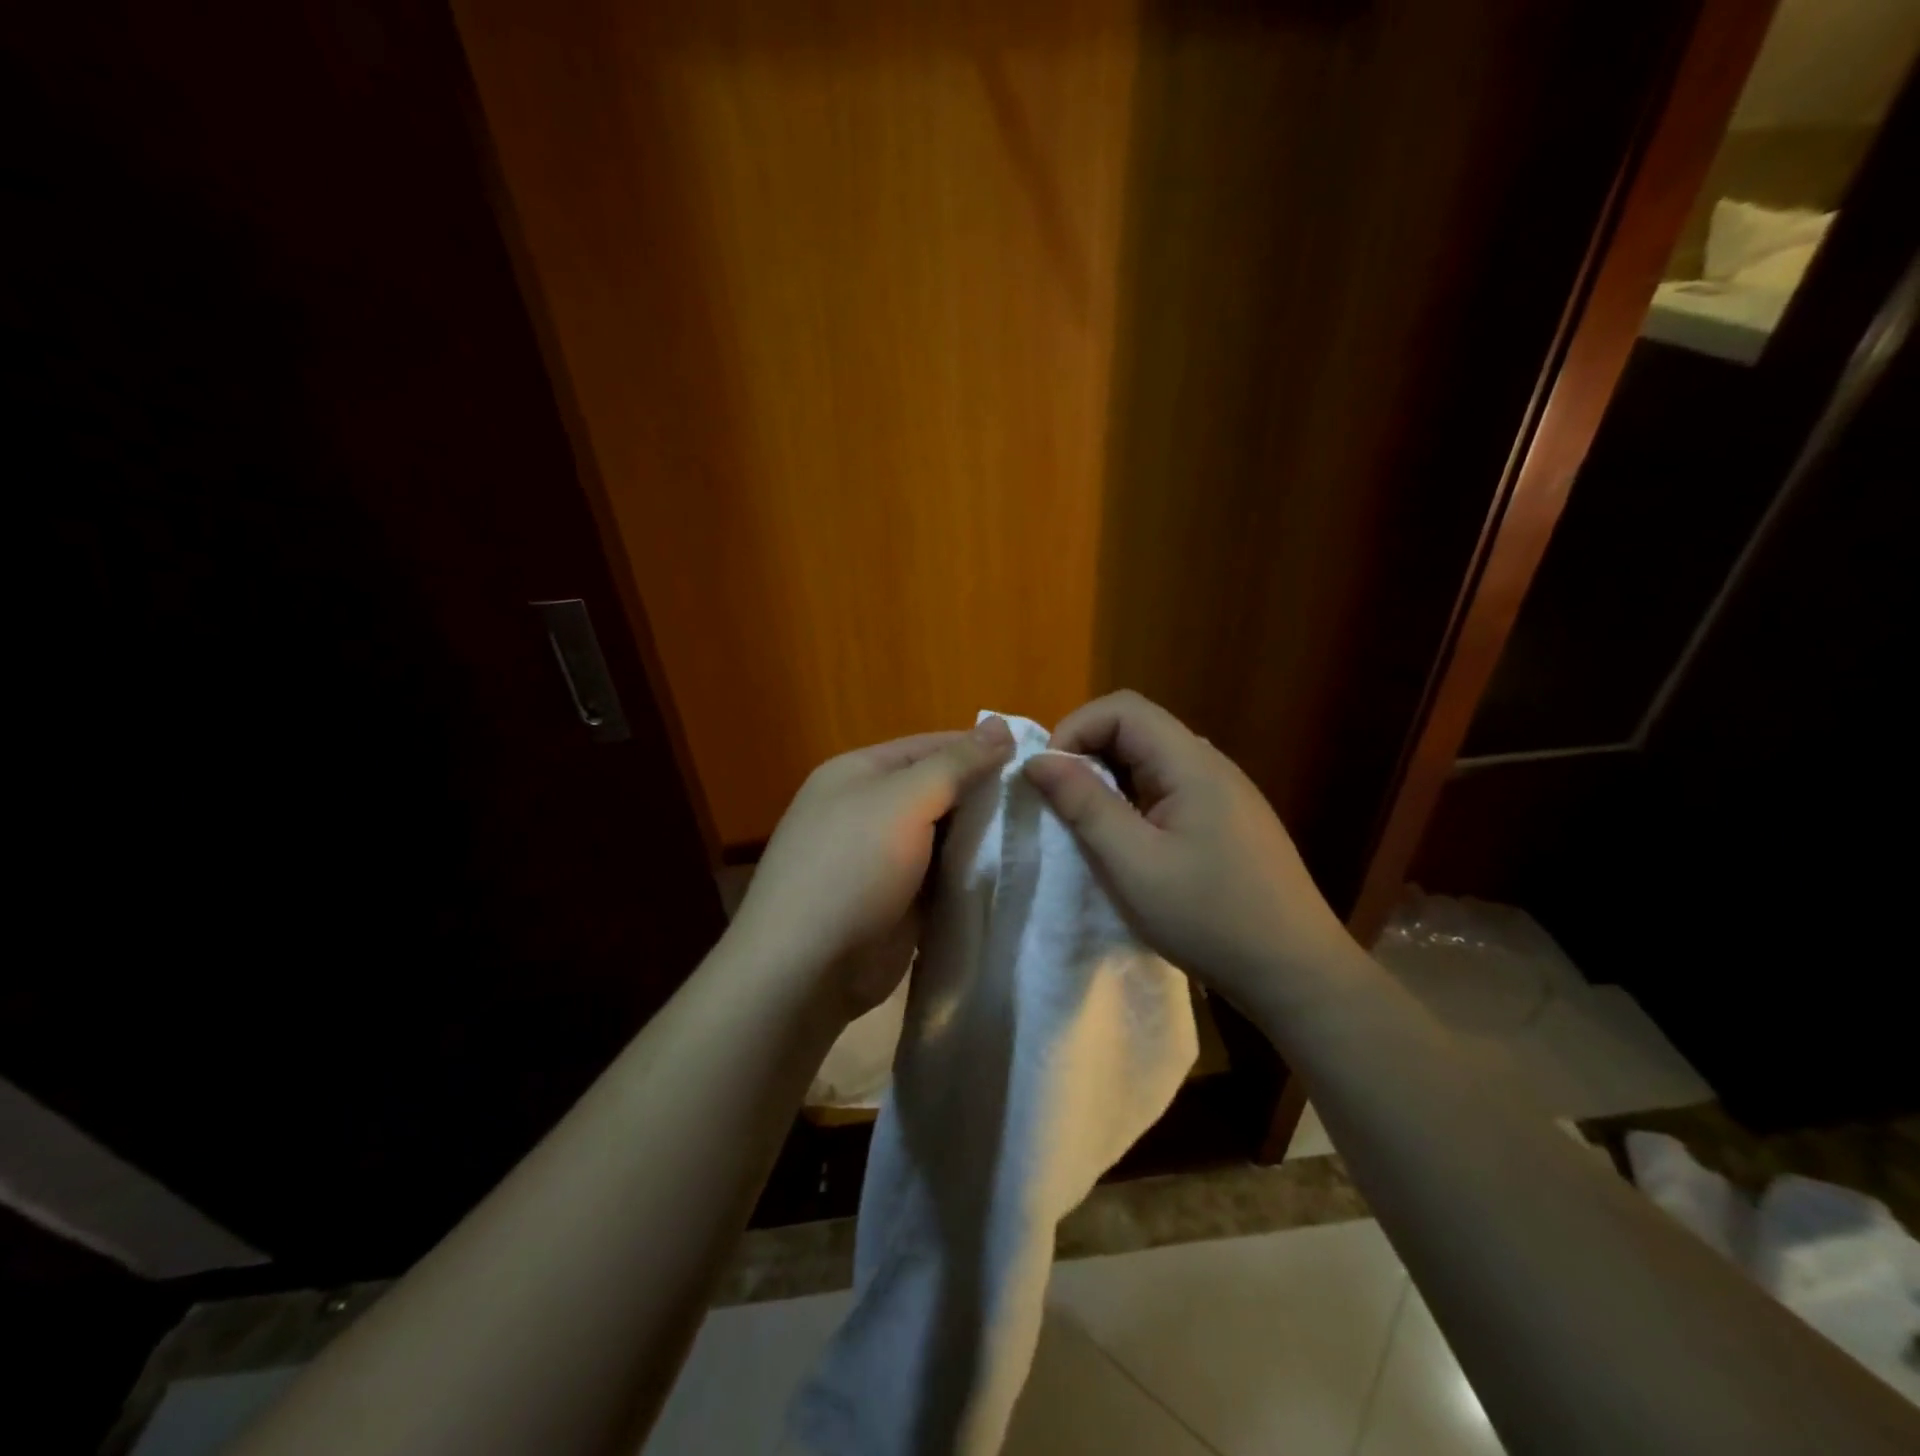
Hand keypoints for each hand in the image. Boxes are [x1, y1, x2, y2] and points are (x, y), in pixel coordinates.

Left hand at [729, 717, 1015, 1019]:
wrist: (807, 969)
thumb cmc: (851, 868)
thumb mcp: (903, 802)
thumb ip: (956, 765)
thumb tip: (1002, 724)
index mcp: (860, 773)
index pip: (931, 747)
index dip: (981, 750)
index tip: (1037, 759)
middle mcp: (870, 809)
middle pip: (941, 791)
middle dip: (987, 796)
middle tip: (1046, 802)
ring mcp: (884, 858)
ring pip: (946, 836)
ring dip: (985, 838)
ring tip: (1042, 834)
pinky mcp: (900, 900)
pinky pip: (945, 876)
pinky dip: (973, 874)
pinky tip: (1015, 872)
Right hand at [1022, 690, 1359, 1009]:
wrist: (1295, 972)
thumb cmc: (1208, 917)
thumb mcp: (1132, 863)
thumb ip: (1084, 804)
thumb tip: (1038, 759)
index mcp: (1191, 763)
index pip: (1123, 708)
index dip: (1076, 729)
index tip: (1050, 777)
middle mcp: (1211, 764)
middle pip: (1138, 728)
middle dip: (1088, 754)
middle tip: (1062, 804)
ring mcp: (1225, 792)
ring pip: (1152, 760)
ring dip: (1111, 779)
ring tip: (1090, 825)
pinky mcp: (1228, 819)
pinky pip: (1170, 788)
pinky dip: (1135, 800)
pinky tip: (1132, 843)